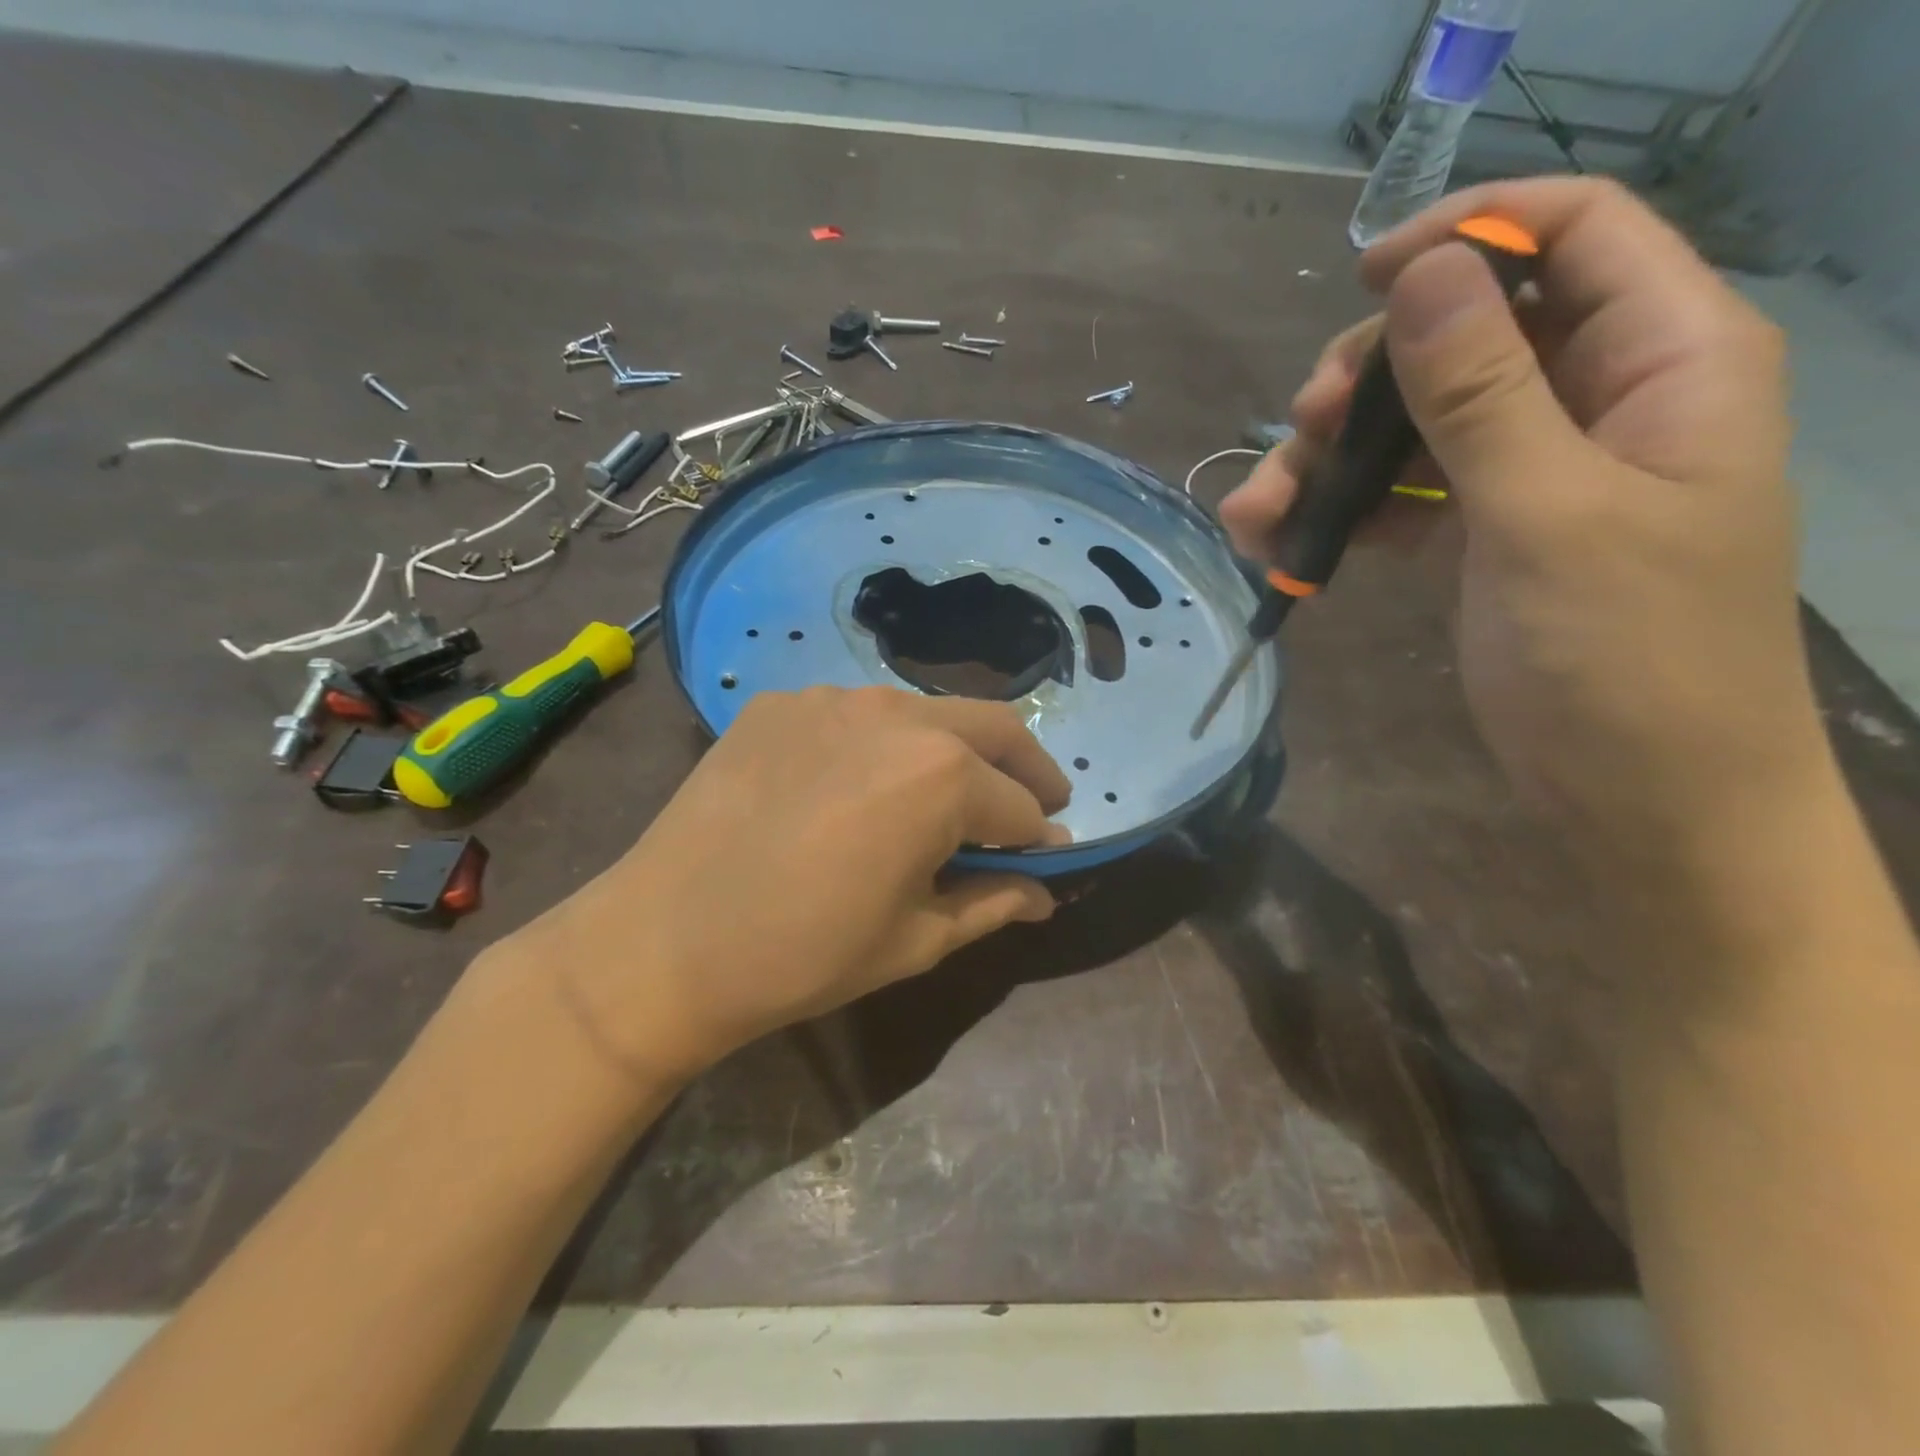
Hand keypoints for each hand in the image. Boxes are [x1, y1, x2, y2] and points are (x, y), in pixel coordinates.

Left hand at [497, 687, 1071, 1085]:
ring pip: (926, 712)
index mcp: (942, 776)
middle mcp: (897, 715)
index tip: (1046, 858)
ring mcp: (833, 699)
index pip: (1020, 804)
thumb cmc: (805, 954)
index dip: (1040, 837)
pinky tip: (857, 785)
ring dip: (955, 749)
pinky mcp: (780, 703)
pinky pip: (856, 714)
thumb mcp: (915, 940)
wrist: (663, 942)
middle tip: (1035, 803)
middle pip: (994, 727)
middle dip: (1027, 767)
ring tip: (943, 794)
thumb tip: (1046, 891)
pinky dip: (883, 744)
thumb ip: (992, 903)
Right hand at [1222, 178, 1826, 856]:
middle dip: (1370, 376)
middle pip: (1468, 334)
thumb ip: (1484, 393)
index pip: (1575, 234)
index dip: (1469, 233)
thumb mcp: (1548, 515)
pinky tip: (1283, 543)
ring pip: (1416, 424)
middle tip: (1303, 429)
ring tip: (1258, 512)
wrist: (1642, 796)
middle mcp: (1598, 400)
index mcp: (1662, 361)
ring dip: (1330, 459)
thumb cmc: (1625, 658)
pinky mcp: (1485, 535)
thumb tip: (1425, 274)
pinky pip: (1402, 497)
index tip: (1362, 282)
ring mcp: (1534, 472)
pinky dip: (1342, 513)